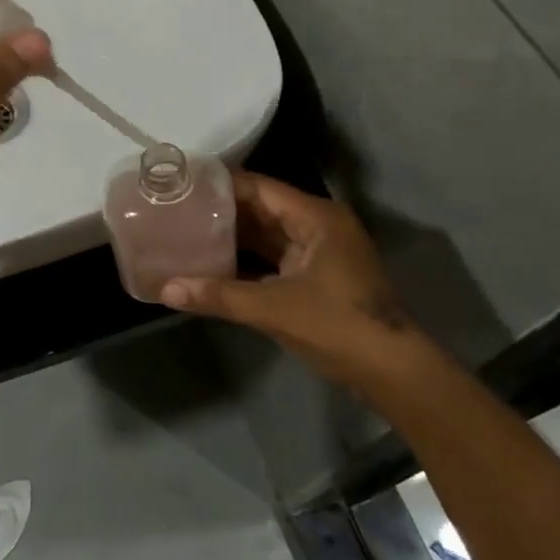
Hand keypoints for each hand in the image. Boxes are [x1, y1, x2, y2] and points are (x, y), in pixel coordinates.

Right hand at [160, 172, 421, 386]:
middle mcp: (319, 225)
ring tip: (185, 232)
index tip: (180, 185)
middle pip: (261, 208)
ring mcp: (320, 252)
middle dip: (220, 211)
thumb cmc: (338, 327)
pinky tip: (213, 264)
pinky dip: (246, 260)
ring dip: (232, 236)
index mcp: (316, 217)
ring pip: (267, 234)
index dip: (219, 185)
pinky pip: (274, 257)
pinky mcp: (318, 276)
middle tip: (175, 209)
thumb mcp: (274, 309)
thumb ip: (218, 296)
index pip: (258, 187)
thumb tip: (165, 289)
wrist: (395, 373)